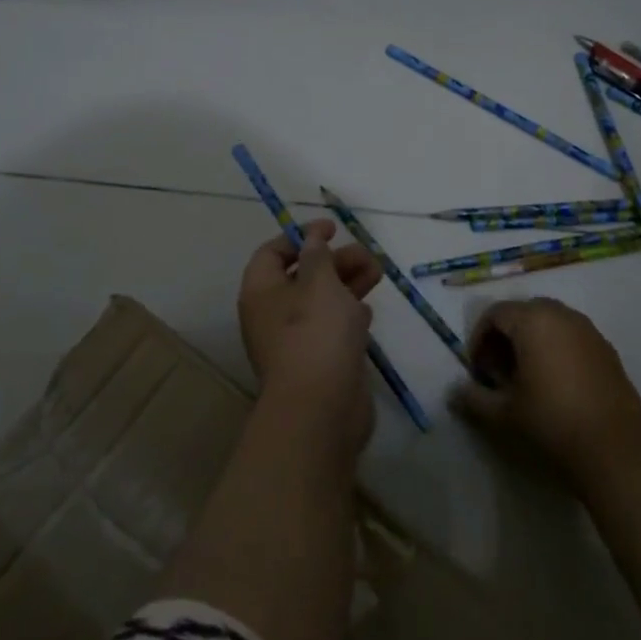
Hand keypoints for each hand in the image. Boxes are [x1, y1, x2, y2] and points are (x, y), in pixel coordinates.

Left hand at [237, 220, 382, 456]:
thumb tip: (312, 237)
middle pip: (302, 275)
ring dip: (348, 283)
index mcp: (262, 291)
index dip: (301, 236)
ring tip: (378, 273)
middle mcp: (272, 314)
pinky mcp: (319, 361)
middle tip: (367, 256)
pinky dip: (348, 314)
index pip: (273, 252)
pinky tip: (368, 310)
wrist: (322, 409)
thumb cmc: (315, 333)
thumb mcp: (319, 281)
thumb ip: (318, 254)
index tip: (332, 230)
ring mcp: (295, 340)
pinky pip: (332, 328)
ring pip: (321, 301)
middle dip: (335, 261)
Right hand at [452, 297, 640, 483]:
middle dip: (505, 337)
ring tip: (526, 377)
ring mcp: (589, 331)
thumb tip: (454, 392)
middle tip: (498, 371)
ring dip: (531, 341)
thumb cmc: (551, 423)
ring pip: (549, 322)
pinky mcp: (607, 350)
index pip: (495, 314)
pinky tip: (556, 384)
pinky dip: (556, 348)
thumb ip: (473, 398)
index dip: (479, 339)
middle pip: (523, 312)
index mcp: (533, 320)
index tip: (478, 371)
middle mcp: (562, 315)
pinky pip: (572, 336)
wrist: (616, 452)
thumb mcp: (503, 414)